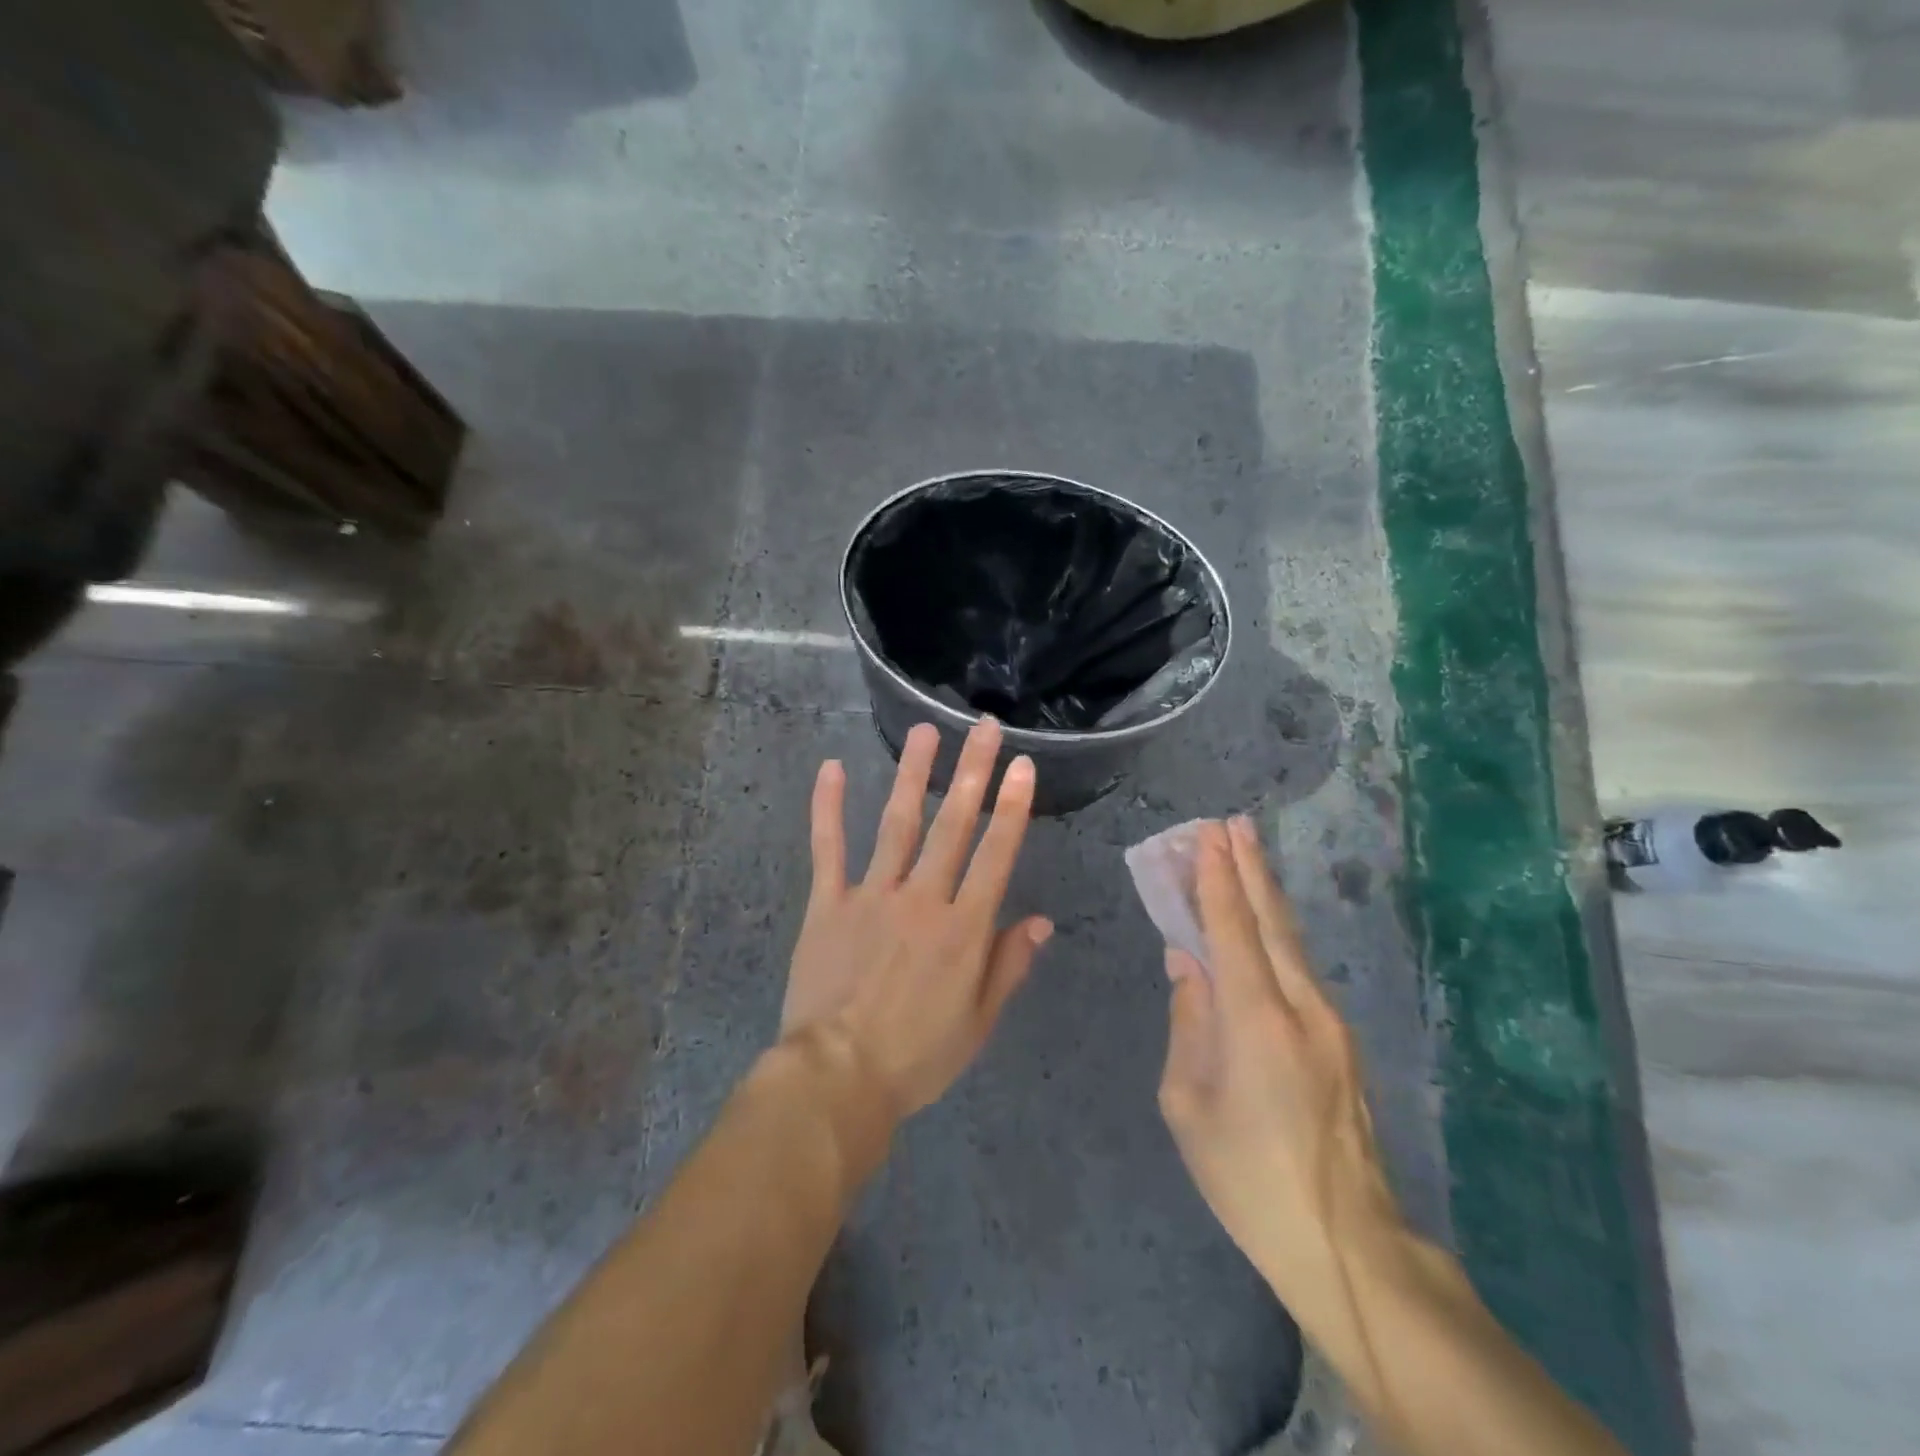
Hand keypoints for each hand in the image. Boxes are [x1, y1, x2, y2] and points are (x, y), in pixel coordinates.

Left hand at [780, 718, 1052, 1122]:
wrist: (837, 1078)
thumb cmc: (916, 1057)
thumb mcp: (977, 1023)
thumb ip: (1008, 966)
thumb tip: (1041, 921)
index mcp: (963, 930)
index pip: (995, 856)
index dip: (1012, 808)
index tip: (1022, 766)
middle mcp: (922, 899)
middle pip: (952, 825)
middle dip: (972, 772)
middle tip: (984, 728)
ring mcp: (872, 896)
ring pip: (898, 824)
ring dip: (912, 774)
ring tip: (925, 731)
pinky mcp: (829, 903)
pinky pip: (828, 848)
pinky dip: (828, 807)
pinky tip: (831, 768)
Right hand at [1157, 818, 1401, 1314]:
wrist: (1346, 1242)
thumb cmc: (1246, 1175)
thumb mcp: (1187, 1102)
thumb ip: (1187, 1022)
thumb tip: (1187, 963)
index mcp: (1256, 1020)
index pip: (1232, 929)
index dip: (1216, 878)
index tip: (1207, 835)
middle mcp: (1301, 1007)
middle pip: (1272, 922)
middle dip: (1249, 868)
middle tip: (1231, 824)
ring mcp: (1330, 1023)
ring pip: (1292, 942)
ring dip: (1264, 895)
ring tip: (1243, 856)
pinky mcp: (1342, 1042)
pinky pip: (1300, 971)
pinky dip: (1276, 935)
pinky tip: (1262, 925)